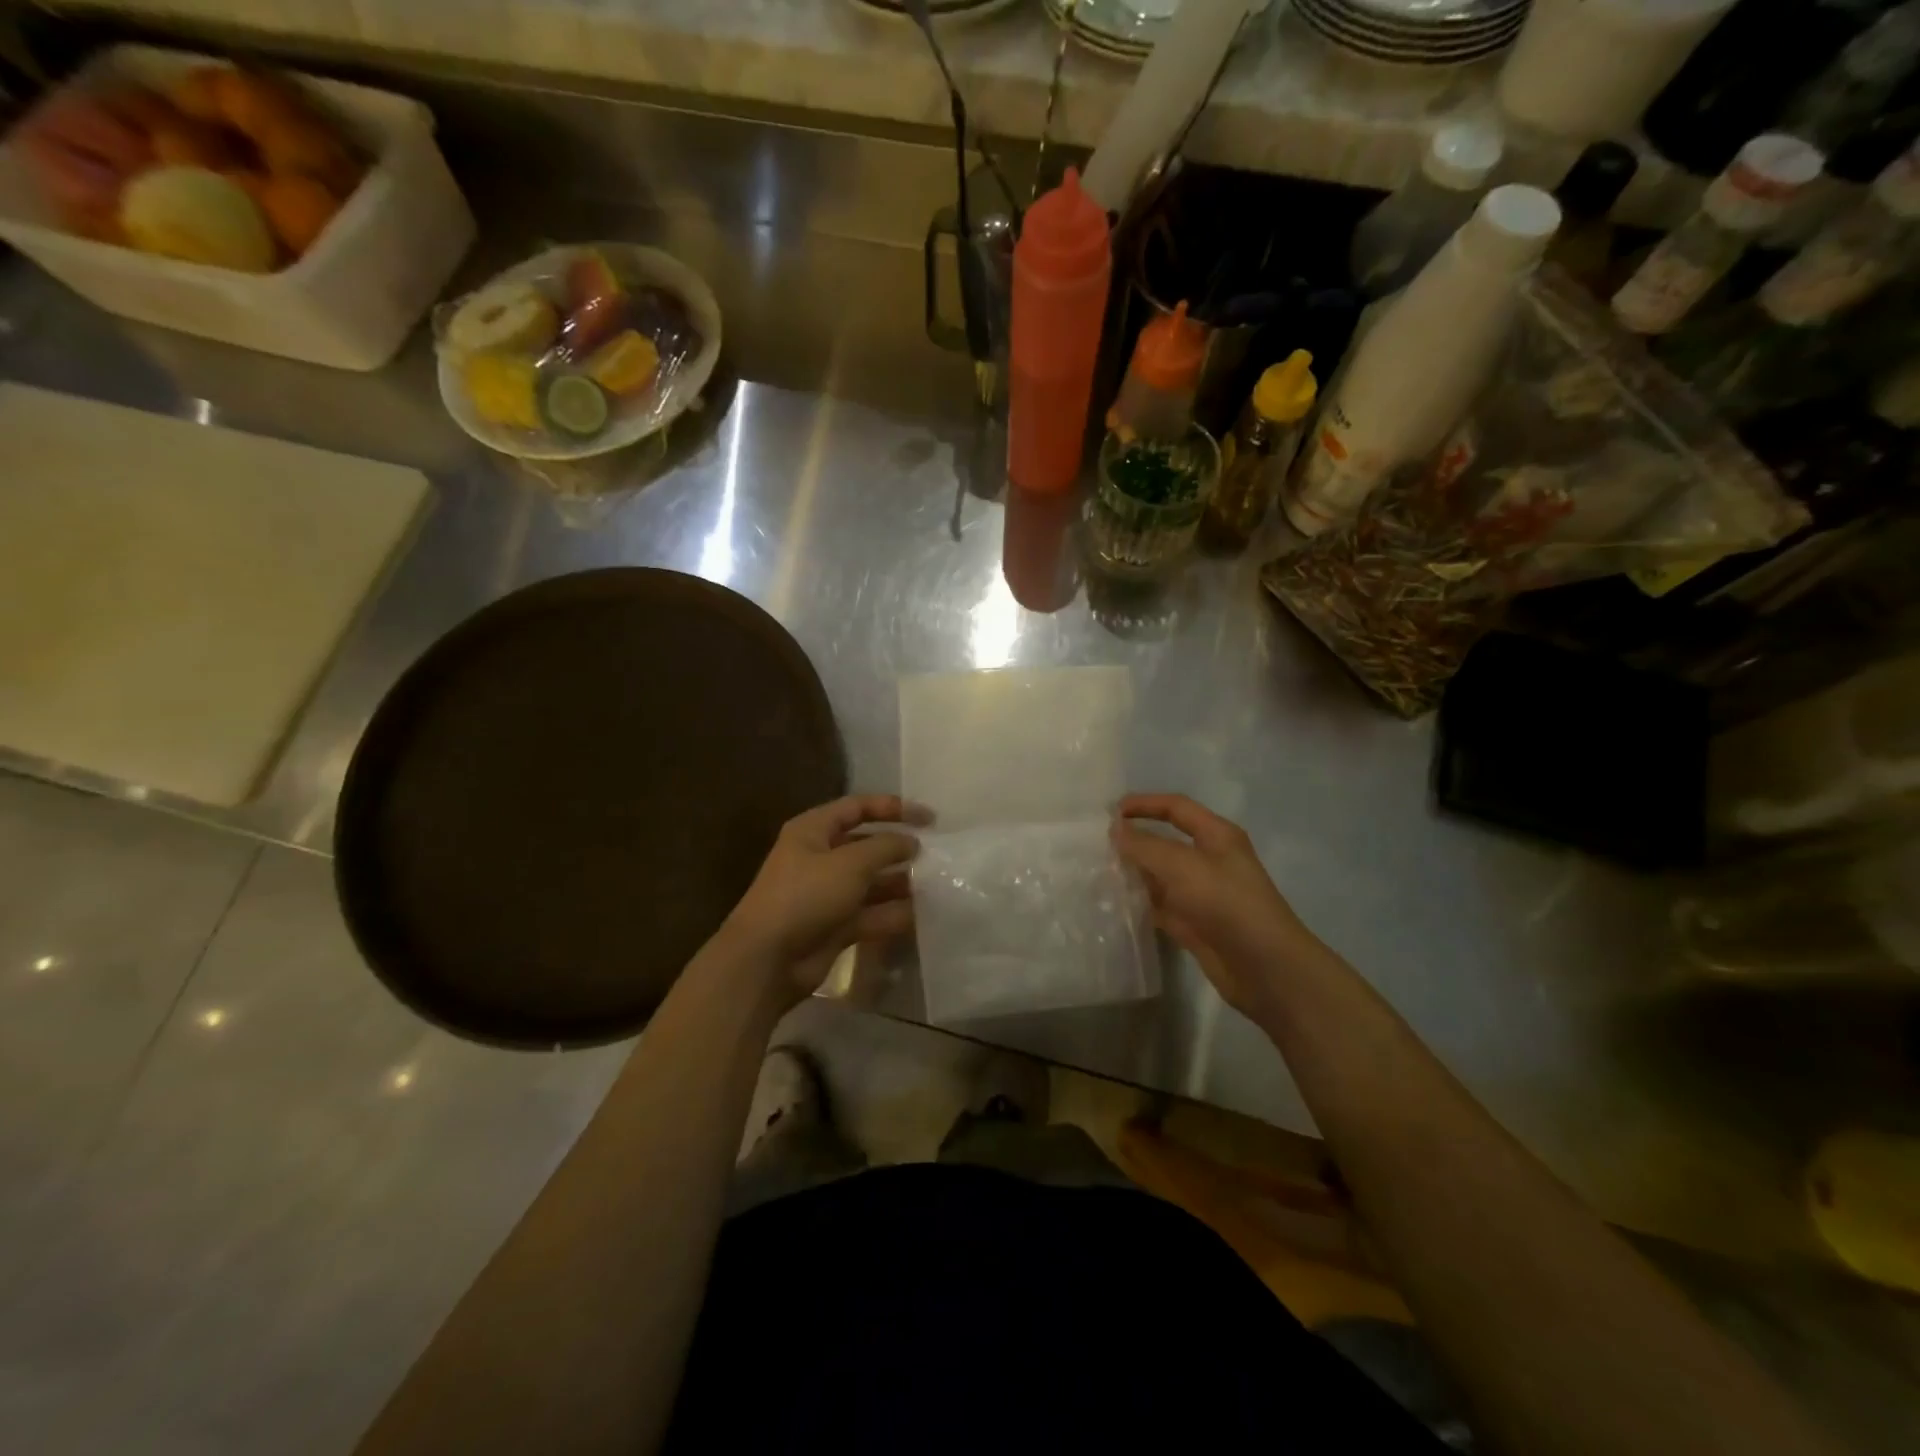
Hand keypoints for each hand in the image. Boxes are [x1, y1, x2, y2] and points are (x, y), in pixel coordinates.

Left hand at [721, 795, 919, 1006]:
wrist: (768, 959)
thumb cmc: (806, 896)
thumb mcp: (850, 862)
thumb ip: (886, 847)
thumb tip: (911, 842)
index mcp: (814, 831)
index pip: (858, 807)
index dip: (893, 808)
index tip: (929, 819)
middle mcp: (820, 858)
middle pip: (867, 845)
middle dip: (899, 849)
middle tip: (936, 855)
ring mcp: (828, 894)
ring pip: (872, 882)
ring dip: (901, 883)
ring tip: (935, 884)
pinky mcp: (836, 926)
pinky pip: (871, 914)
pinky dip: (893, 913)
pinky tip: (922, 914)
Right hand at [1111, 794, 1324, 1026]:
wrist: (1265, 968)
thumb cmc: (1228, 904)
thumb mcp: (1183, 866)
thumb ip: (1146, 846)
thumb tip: (1116, 828)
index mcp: (1217, 836)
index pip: (1176, 808)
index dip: (1145, 804)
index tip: (1110, 811)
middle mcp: (1209, 860)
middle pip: (1165, 841)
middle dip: (1134, 839)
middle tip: (1095, 843)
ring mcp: (1200, 894)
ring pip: (1159, 875)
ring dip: (1132, 872)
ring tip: (1095, 871)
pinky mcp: (1192, 923)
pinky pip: (1158, 905)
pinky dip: (1138, 902)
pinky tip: (1112, 903)